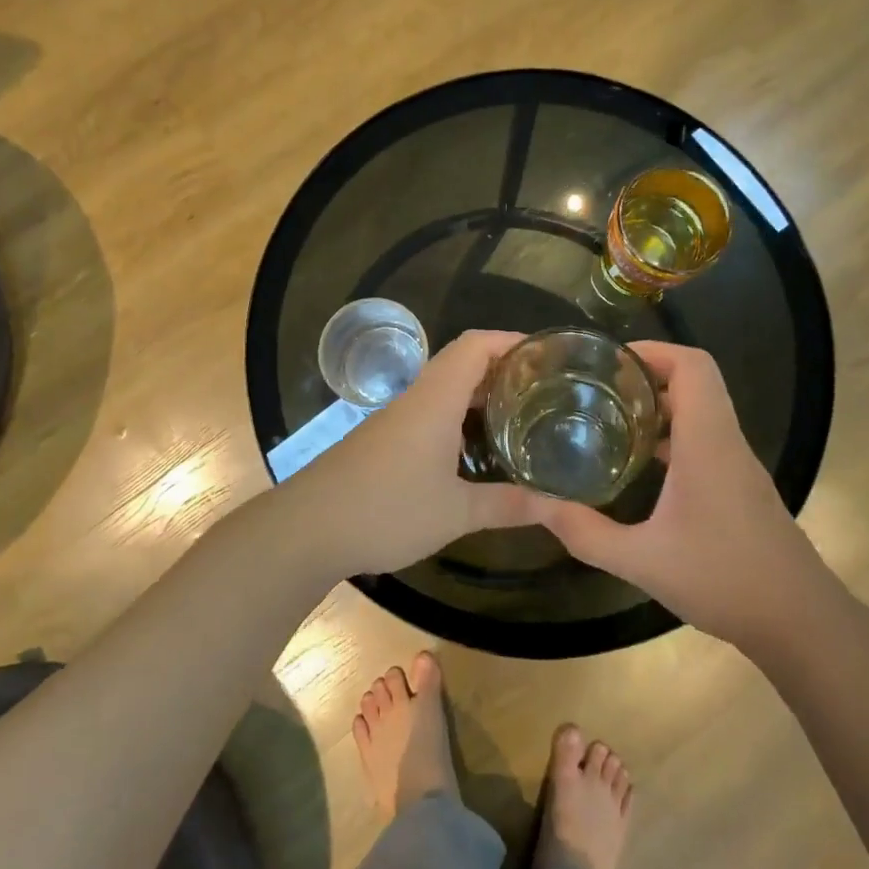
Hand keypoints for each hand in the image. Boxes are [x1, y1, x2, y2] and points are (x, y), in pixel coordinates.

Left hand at [291, 331, 549, 577]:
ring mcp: (395, 418)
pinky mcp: (382, 439)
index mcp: (435, 399)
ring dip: (479, 394)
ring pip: (444, 388)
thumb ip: (509, 505)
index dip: (511, 340)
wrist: (306, 529)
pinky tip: (473, 449)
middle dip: (503, 369)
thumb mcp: (456, 512)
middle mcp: (415, 398)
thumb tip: (561, 506)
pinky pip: (428, 411)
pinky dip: (458, 416)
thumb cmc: (386, 510)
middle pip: (462, 362)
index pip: (476, 345)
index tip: (547, 353)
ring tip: (518, 416)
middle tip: (543, 390)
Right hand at [534, 342, 826, 646]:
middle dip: (645, 375)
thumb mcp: (641, 561)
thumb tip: (537, 505)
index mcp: (707, 442)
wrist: (800, 621)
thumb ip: (585, 533)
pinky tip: (639, 466)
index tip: (608, 362)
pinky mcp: (740, 486)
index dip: (653, 351)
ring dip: (659, 406)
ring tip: (608, 420)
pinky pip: (705, 439)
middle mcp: (726, 441)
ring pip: (701, 410)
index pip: (692, 366)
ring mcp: (737, 464)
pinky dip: (672, 435)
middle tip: (596, 389)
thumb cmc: (723, 580)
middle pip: (695, 381)